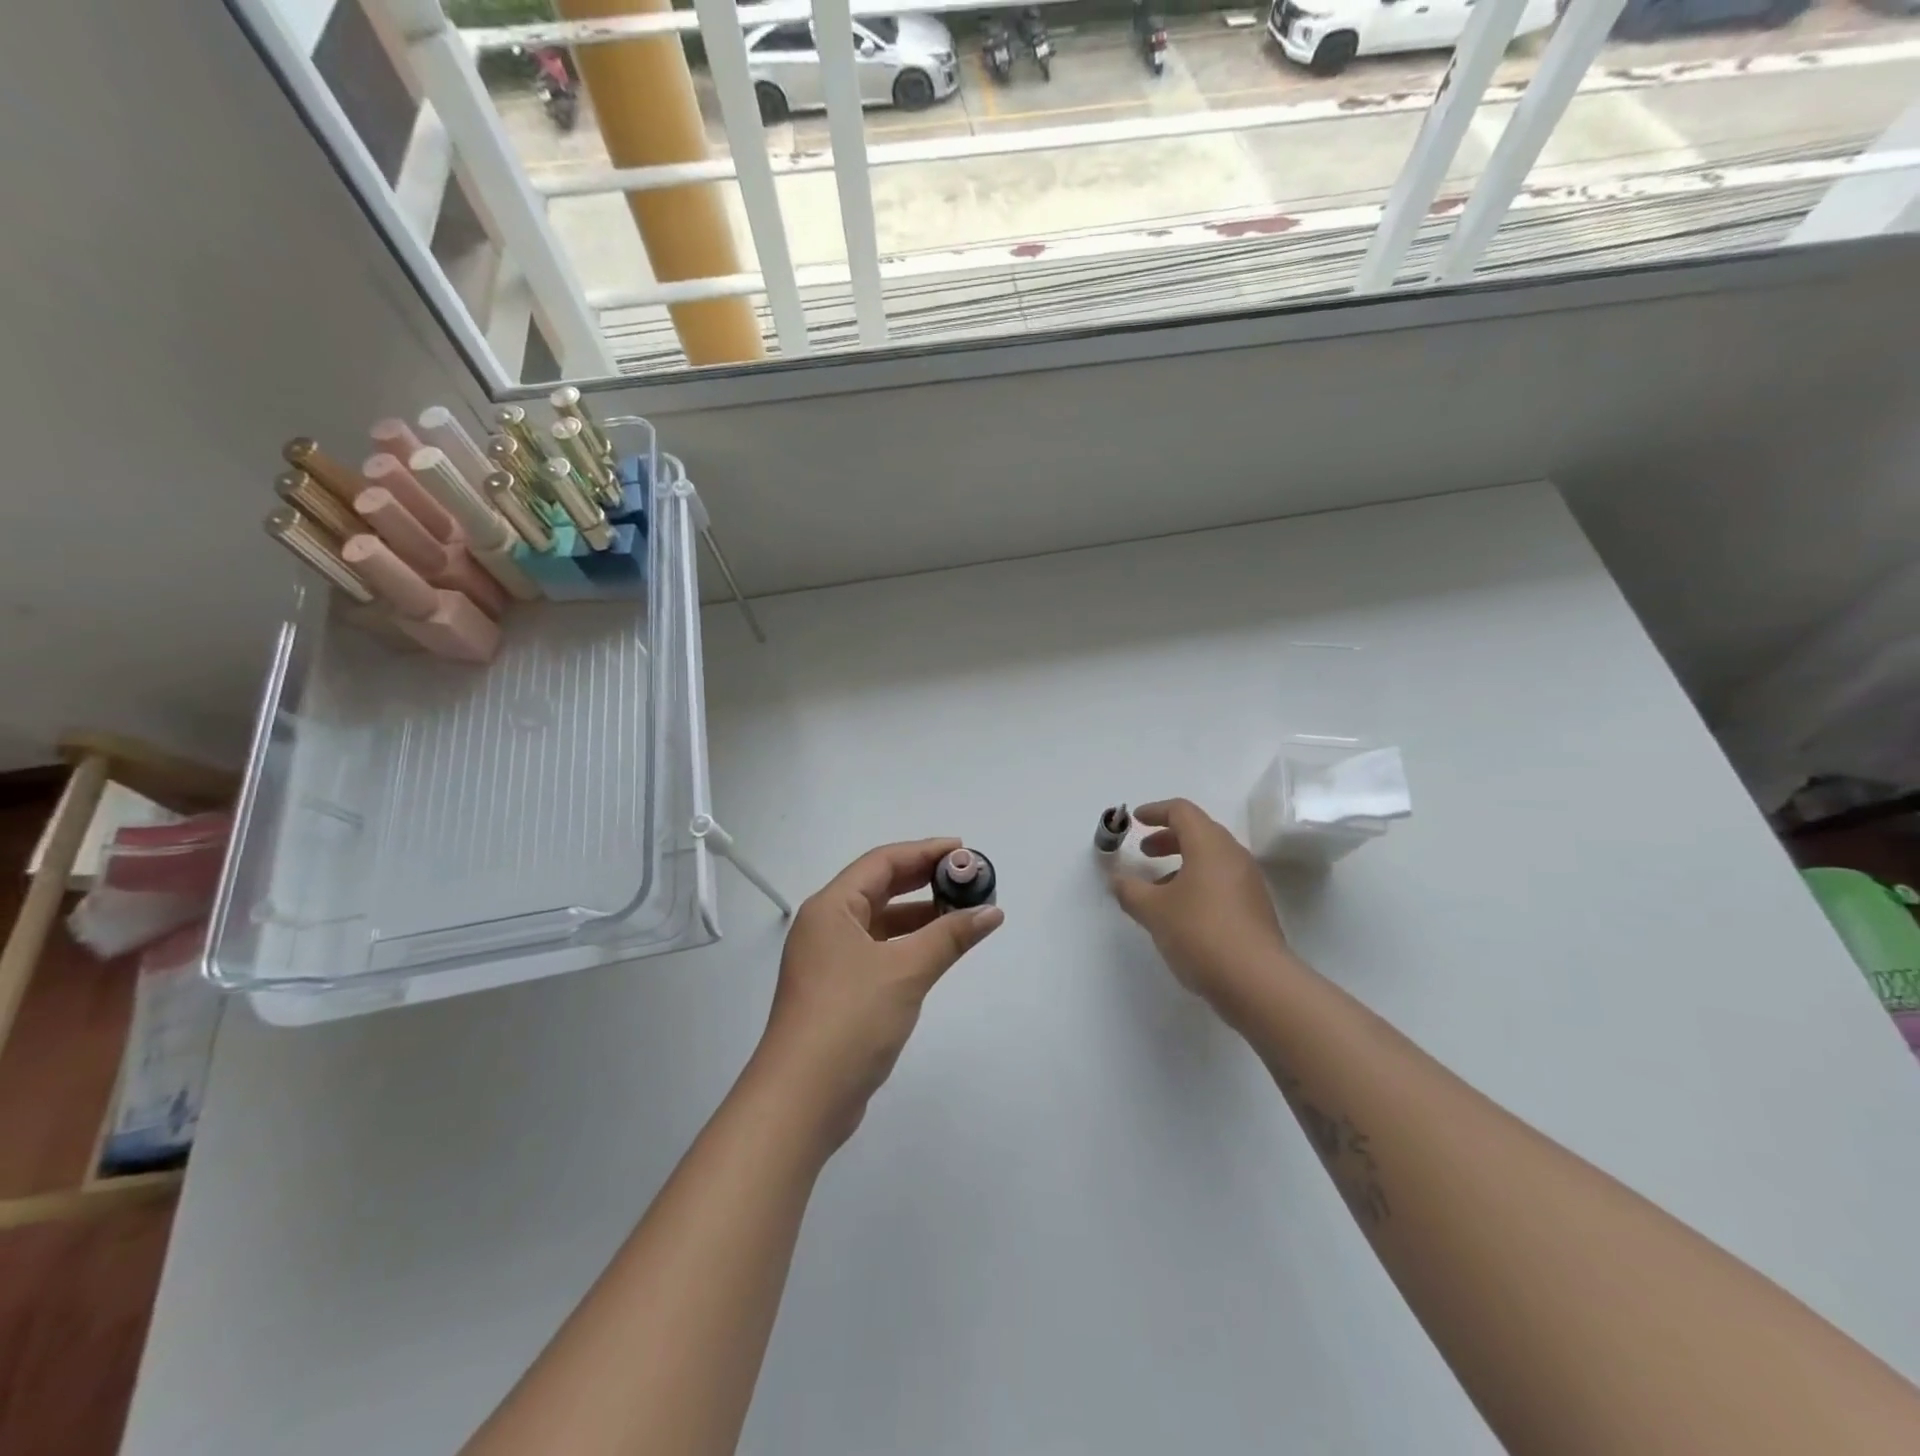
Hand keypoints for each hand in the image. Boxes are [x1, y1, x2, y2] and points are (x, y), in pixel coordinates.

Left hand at [758, 838, 1002, 1148]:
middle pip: (880, 887)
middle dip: (924, 880)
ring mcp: (829, 960)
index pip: (882, 862)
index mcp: (831, 908)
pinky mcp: (838, 991)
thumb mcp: (905, 971)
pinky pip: (879, 951)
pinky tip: (937, 951)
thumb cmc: (850, 1019)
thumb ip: (950, 936)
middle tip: (968, 878)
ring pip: (880, 922)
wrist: (802, 1100)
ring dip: (919, 914)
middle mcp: (826, 926)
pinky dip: (909, 944)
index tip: (964, 850)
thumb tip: (991, 911)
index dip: (924, 851)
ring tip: (963, 912)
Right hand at [1111, 799, 1297, 1015]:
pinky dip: (1198, 882)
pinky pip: (1222, 880)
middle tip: (1144, 852)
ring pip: (1211, 858)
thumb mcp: (1153, 911)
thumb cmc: (1200, 933)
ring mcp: (1249, 882)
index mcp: (1209, 845)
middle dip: (1168, 838)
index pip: (1182, 811)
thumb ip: (1130, 890)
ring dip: (1182, 862)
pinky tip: (1182, 911)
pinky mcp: (1255, 908)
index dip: (1155, 811)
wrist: (1256, 982)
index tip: (1135, 820)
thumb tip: (1117, 879)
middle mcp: (1233, 856)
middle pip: (1199, 832)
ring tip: (1158, 888)